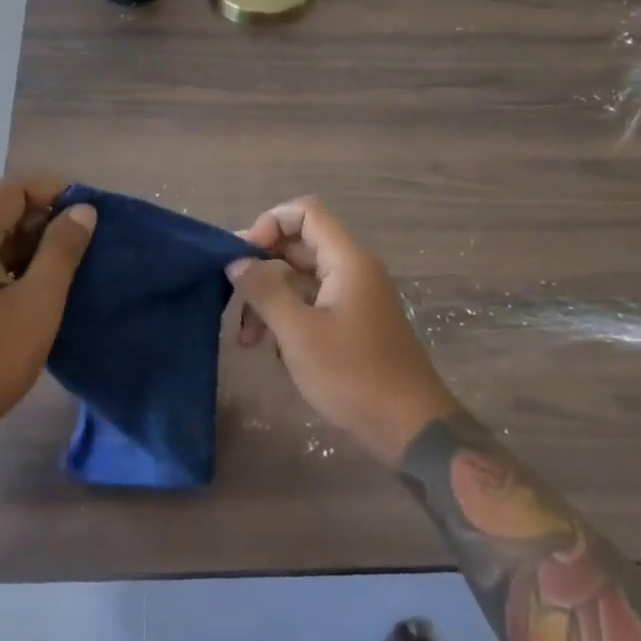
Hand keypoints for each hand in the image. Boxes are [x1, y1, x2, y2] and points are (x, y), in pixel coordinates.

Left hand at [0, 176, 95, 464]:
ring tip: (72, 267)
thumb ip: (62, 250)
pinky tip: (39, 289)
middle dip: (46, 220)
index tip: (92, 210)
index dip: (55, 191)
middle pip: (0, 211)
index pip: (12, 190)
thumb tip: (83, 210)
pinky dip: (12, 266)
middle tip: (88, 243)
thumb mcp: (37, 304)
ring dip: (31, 246)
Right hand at [229, 197, 460, 463]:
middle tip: (230, 296)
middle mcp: (352, 269)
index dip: (269, 224)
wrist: (410, 428)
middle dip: (261, 268)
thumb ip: (264, 291)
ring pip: (301, 278)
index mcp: (347, 260)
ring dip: (269, 299)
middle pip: (298, 246)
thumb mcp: (298, 333)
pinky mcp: (352, 323)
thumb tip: (237, 262)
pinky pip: (312, 303)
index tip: (243, 257)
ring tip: (246, 338)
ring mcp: (354, 297)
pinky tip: (270, 349)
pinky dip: (287, 316)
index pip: (305, 212)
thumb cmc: (353, 375)